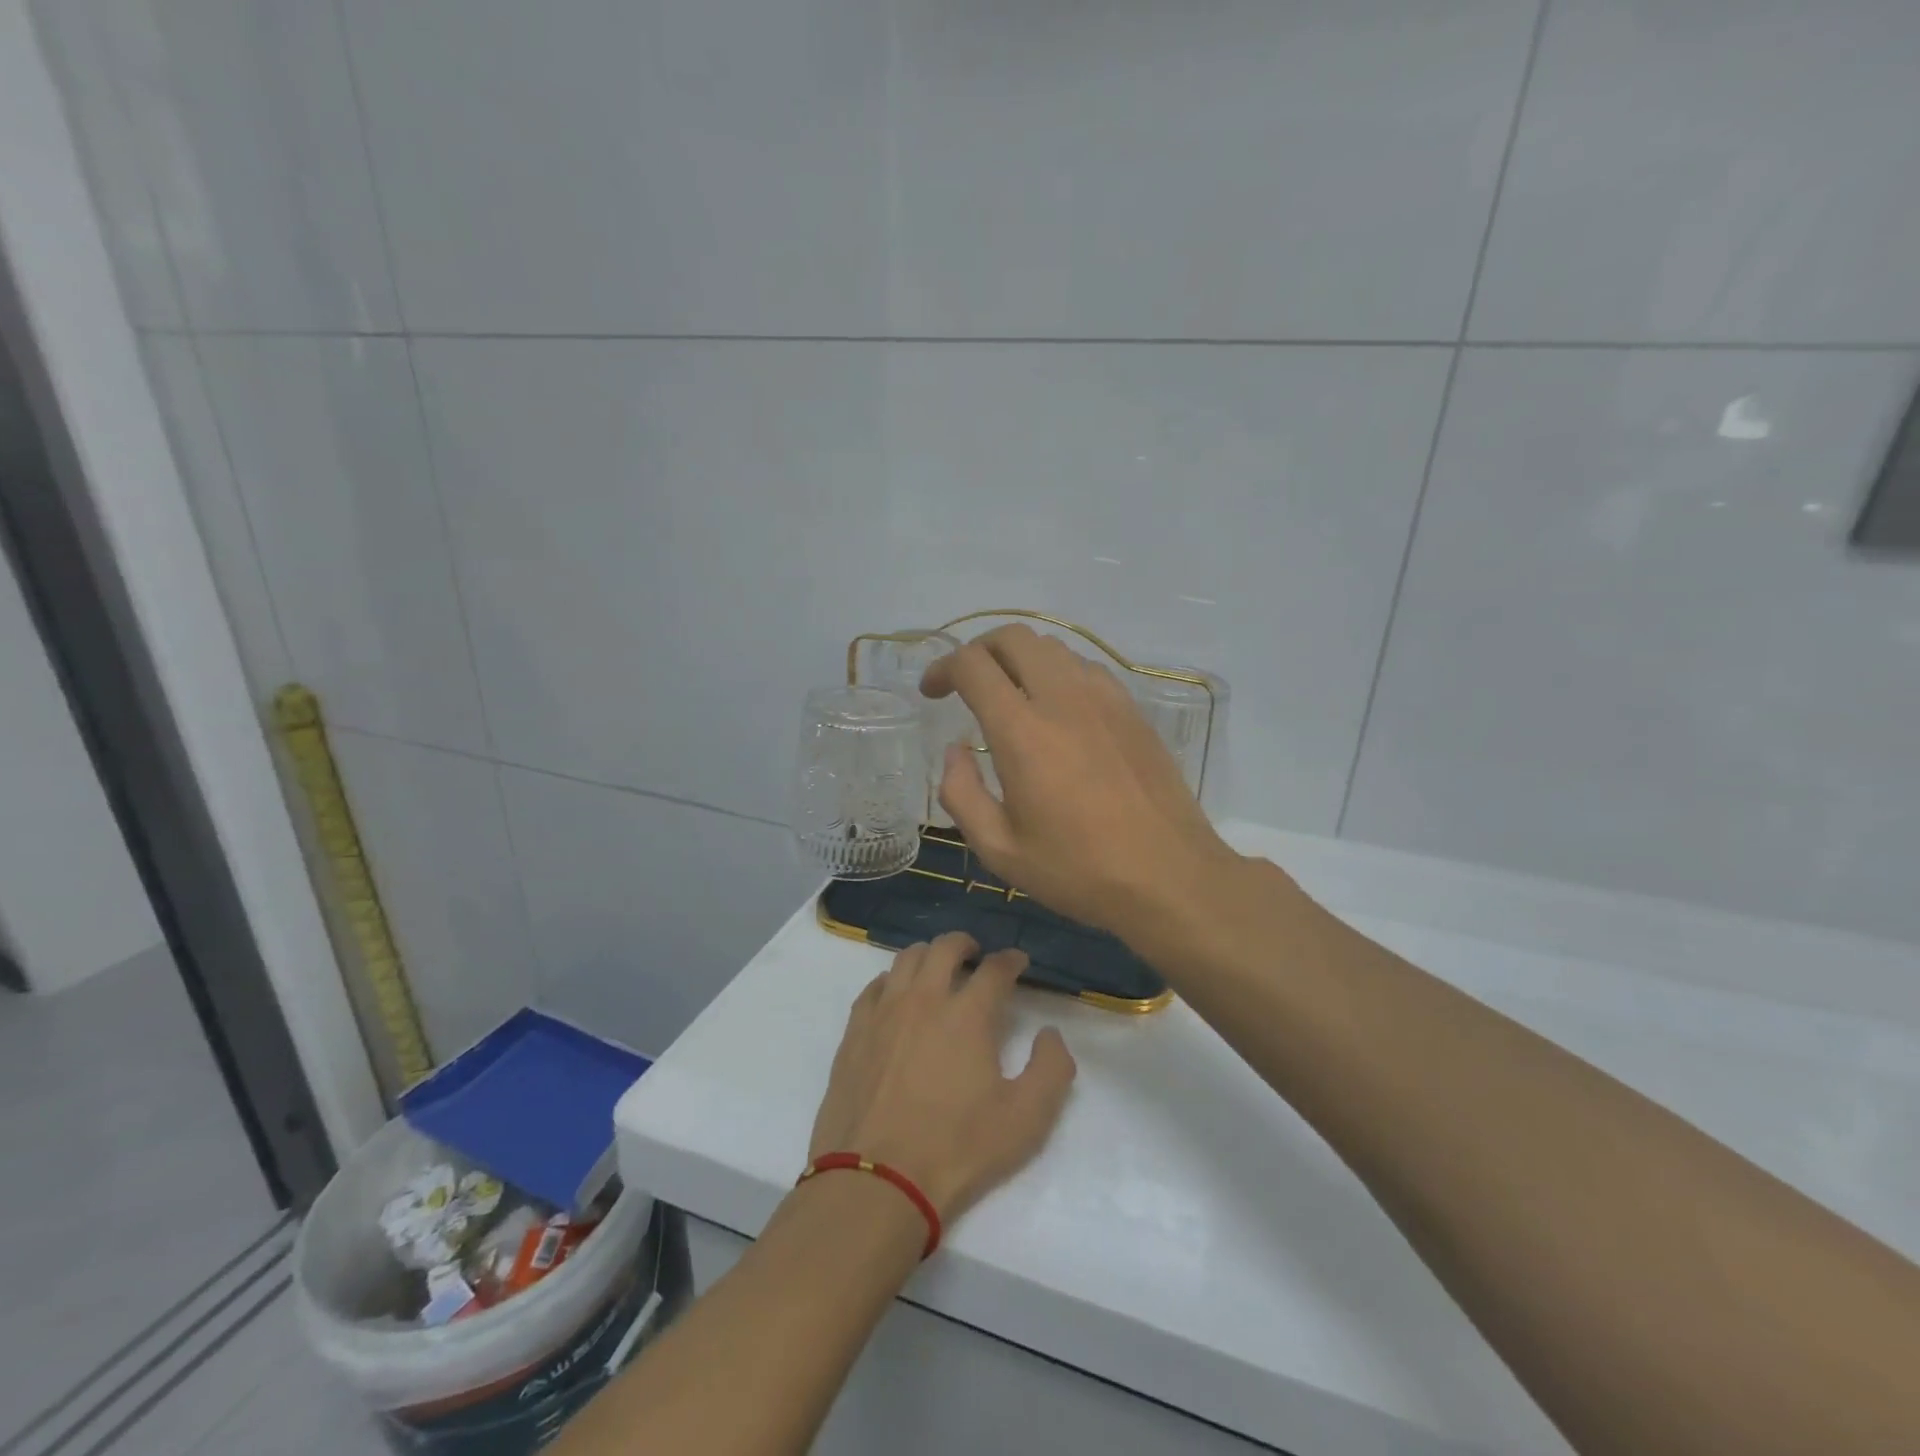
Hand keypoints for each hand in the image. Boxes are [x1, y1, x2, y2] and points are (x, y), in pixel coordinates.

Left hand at [808, 933, 1075, 1222]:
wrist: (876, 1181)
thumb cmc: (957, 1149)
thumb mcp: (1026, 1119)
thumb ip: (1051, 1069)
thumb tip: (1049, 1034)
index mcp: (968, 1013)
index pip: (995, 968)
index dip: (1011, 960)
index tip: (1018, 962)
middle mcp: (924, 998)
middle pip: (945, 947)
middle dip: (966, 944)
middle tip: (976, 954)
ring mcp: (884, 1012)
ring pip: (906, 958)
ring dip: (928, 955)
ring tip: (937, 970)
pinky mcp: (855, 1031)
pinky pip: (874, 987)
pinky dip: (893, 981)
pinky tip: (897, 996)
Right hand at [920, 624, 1240, 943]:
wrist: (1169, 876)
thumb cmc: (1078, 870)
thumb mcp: (1000, 850)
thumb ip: (962, 794)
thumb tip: (955, 752)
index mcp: (1023, 732)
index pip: (974, 664)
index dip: (943, 668)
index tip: (932, 693)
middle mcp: (1063, 699)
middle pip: (1014, 637)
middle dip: (979, 650)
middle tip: (967, 684)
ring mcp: (1105, 698)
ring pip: (1053, 648)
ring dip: (1020, 660)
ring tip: (1010, 697)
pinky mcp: (1133, 710)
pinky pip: (1086, 669)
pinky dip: (1058, 675)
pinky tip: (1058, 712)